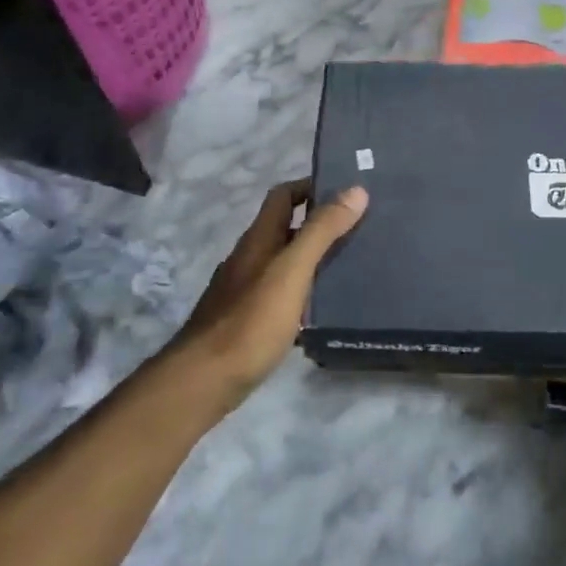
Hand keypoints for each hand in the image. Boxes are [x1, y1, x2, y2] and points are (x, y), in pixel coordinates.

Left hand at [169, 179, 367, 405]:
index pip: (283, 195)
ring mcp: (244, 289)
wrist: (205, 380)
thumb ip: (322, 231)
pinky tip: (322, 307)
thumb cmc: (252, 320)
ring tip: (351, 264)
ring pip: (284, 261)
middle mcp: (249, 257)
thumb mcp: (292, 270)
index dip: (311, 186)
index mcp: (259, 238)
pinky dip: (303, 289)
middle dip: (319, 223)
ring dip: (313, 257)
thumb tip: (355, 190)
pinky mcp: (247, 319)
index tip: (347, 191)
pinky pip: (281, 292)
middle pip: (285, 227)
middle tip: (360, 228)